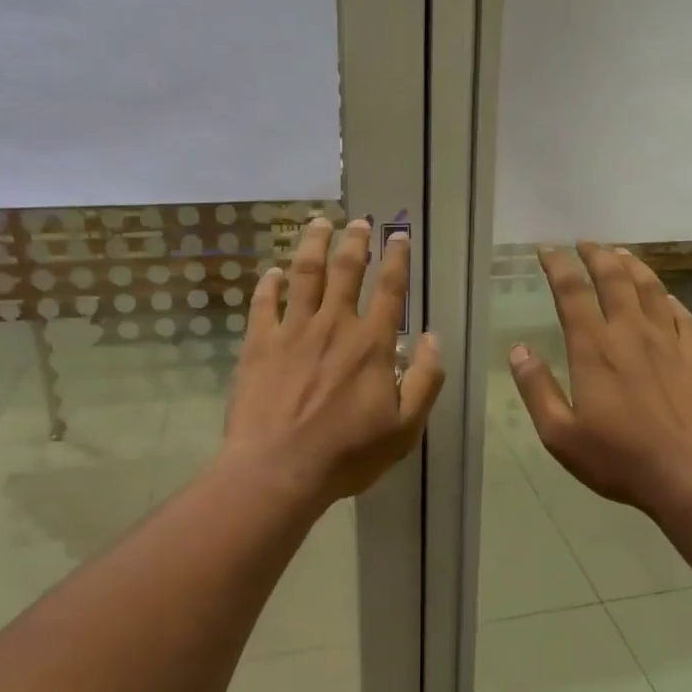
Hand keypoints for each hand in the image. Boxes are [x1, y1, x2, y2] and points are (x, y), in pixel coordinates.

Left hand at [223, 216, 443, 506]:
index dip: (397, 259)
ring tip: (319, 223)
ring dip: (313, 245)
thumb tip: (433, 339)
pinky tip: (273, 272)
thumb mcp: (405, 428)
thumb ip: (426, 381)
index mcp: (372, 344)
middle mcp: (334, 326)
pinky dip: (269, 284)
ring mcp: (292, 331)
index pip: (390, 290)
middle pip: (346, 271)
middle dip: (355, 241)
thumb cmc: (347, 454)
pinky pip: (263, 304)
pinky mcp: (258, 344)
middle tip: (358, 221)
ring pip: (304, 275)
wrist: (278, 470)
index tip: (398, 235)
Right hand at [509, 243, 691, 516]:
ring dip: (633, 265)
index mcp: (594, 348)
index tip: (547, 250)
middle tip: (585, 242)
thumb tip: (518, 351)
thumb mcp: (560, 434)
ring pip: (650, 288)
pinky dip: (668, 297)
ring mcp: (668, 341)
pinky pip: (682, 314)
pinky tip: (665, 295)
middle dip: (596, 254)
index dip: (558, 265)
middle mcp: (630, 333)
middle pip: (614, 278)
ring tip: (621, 254)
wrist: (691, 473)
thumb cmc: (619, 458)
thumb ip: (537, 389)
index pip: (572, 292)